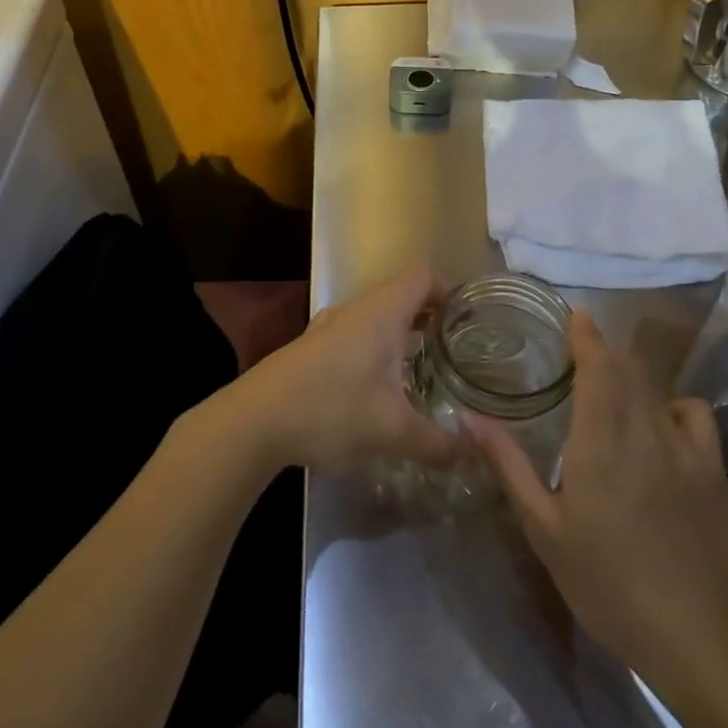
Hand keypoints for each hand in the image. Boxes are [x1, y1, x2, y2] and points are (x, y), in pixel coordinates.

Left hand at [232, 261, 467, 473]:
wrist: (254, 420)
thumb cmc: (331, 409)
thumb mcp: (392, 431)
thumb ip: (437, 443)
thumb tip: (474, 453)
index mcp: (383, 311)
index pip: (424, 274)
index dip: (450, 290)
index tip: (467, 323)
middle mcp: (357, 308)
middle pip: (403, 294)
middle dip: (431, 318)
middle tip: (454, 351)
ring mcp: (330, 326)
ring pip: (377, 317)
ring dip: (401, 335)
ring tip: (422, 371)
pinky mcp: (312, 347)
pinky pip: (356, 334)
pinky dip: (375, 349)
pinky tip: (377, 389)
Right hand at [470, 312, 727, 679]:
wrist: (689, 631)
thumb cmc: (604, 579)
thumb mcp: (543, 527)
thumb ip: (508, 465)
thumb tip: (469, 418)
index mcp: (599, 439)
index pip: (597, 366)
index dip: (586, 336)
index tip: (575, 316)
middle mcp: (643, 429)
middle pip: (626, 369)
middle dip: (603, 354)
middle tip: (580, 356)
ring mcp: (683, 446)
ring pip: (655, 388)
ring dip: (631, 378)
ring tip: (613, 392)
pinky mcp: (712, 467)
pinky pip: (693, 413)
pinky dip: (673, 405)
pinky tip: (660, 425)